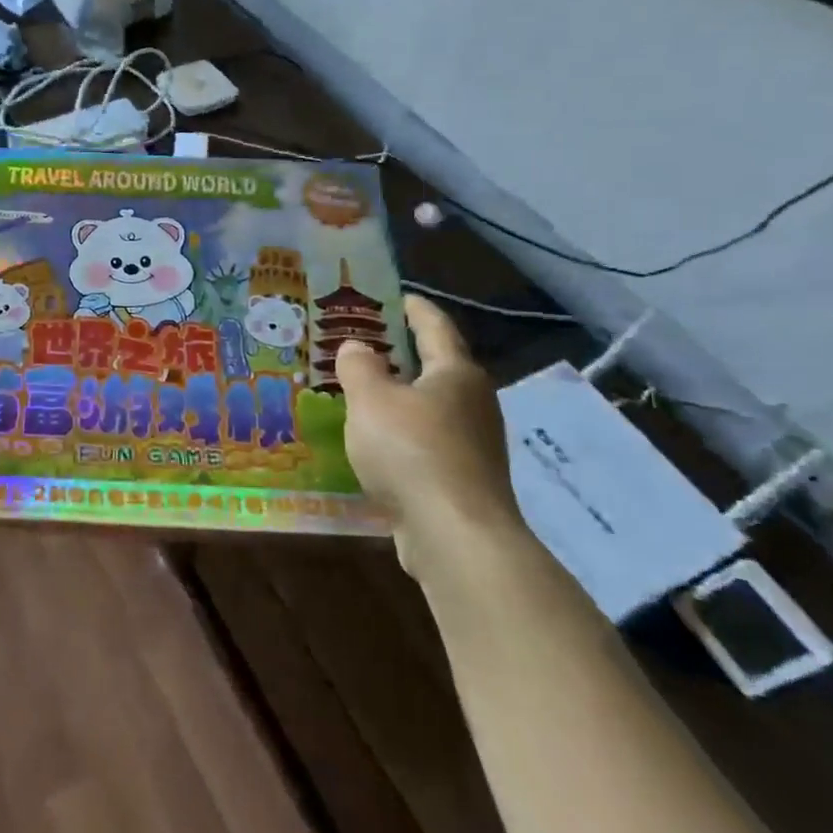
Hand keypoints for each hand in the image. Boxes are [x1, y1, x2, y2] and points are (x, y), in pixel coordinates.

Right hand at [337, 297, 525, 576]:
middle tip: (365, 346)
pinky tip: (375, 443)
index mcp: (456, 374)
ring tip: (362, 394)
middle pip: (437, 368)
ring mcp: (474, 445)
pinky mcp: (465, 480)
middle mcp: (473, 403)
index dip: (415, 309)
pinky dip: (403, 435)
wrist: (455, 535)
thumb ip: (359, 367)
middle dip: (402, 355)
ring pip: (431, 408)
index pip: (435, 327)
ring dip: (400, 399)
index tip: (398, 297)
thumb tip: (358, 347)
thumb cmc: (412, 451)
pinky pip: (427, 443)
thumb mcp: (370, 399)